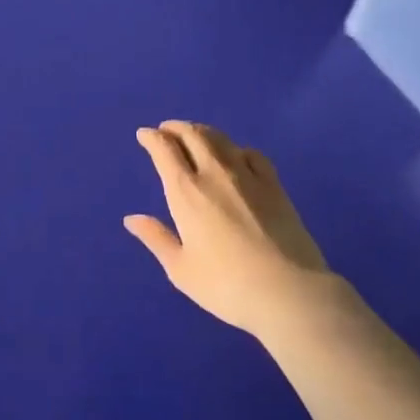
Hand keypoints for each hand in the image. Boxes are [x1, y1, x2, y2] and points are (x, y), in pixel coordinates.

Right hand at [125, 121, 331, 339]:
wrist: (288, 292)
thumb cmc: (227, 286)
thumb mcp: (181, 269)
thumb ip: (156, 238)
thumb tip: (131, 219)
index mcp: (186, 192)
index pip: (164, 150)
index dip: (151, 138)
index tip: (144, 135)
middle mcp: (214, 173)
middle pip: (192, 135)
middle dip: (175, 128)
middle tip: (166, 130)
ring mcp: (248, 175)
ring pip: (220, 139)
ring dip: (202, 131)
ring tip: (195, 135)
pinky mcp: (274, 185)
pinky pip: (252, 153)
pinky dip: (236, 148)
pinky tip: (236, 156)